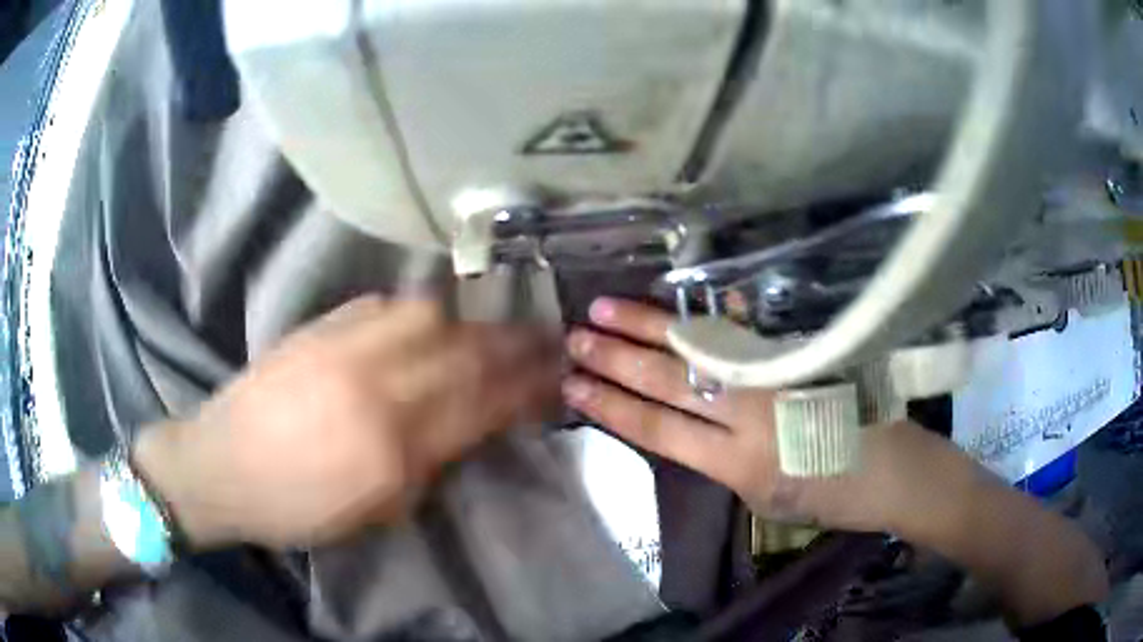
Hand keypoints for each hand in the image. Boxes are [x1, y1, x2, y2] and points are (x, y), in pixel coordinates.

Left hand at [134, 296, 559, 549]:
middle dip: (516, 344)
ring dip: (472, 320)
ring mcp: (344, 346)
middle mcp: (375, 386)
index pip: (481, 405)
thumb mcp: (374, 511)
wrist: (221, 464)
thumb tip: (467, 429)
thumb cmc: (296, 507)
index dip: (526, 388)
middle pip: (465, 353)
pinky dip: (420, 311)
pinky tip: (431, 318)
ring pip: (429, 315)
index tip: (556, 377)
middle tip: (547, 338)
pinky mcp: (320, 326)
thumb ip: (428, 466)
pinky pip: (385, 305)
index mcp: (392, 447)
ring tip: (493, 327)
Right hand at [561, 297, 976, 533]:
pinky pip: (742, 331)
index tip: (573, 385)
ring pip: (700, 348)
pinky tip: (676, 300)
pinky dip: (704, 313)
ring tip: (606, 309)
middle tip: (575, 337)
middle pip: (672, 381)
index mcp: (739, 463)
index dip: (611, 406)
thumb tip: (685, 421)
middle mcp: (752, 413)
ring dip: (649, 328)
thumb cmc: (832, 498)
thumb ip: (722, 458)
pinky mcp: (798, 355)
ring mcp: (778, 376)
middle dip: (617, 359)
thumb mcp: (765, 496)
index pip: (659, 428)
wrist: (896, 472)